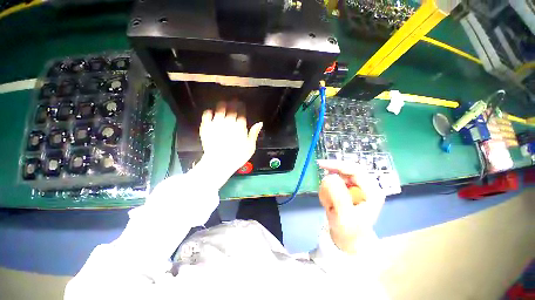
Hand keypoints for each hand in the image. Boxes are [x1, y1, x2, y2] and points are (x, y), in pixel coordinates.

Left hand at [194, 101, 262, 188]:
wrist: (219, 162)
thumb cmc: (237, 156)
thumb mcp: (250, 146)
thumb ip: (254, 133)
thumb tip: (260, 123)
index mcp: (240, 126)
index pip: (241, 113)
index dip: (242, 107)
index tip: (241, 105)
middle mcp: (229, 122)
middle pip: (231, 109)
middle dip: (233, 103)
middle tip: (233, 101)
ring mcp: (217, 123)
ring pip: (219, 109)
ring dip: (222, 105)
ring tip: (223, 104)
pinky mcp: (206, 127)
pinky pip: (207, 115)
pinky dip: (209, 112)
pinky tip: (210, 112)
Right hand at [317, 160, 384, 253]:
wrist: (349, 238)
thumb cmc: (349, 230)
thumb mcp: (344, 217)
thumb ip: (339, 197)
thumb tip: (330, 177)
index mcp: (373, 192)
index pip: (355, 170)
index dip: (338, 165)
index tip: (321, 165)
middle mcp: (367, 186)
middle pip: (347, 170)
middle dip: (331, 177)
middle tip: (321, 183)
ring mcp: (358, 186)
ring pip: (338, 175)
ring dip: (329, 187)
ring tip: (328, 203)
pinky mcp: (350, 188)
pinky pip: (335, 181)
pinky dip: (328, 189)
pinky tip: (329, 202)